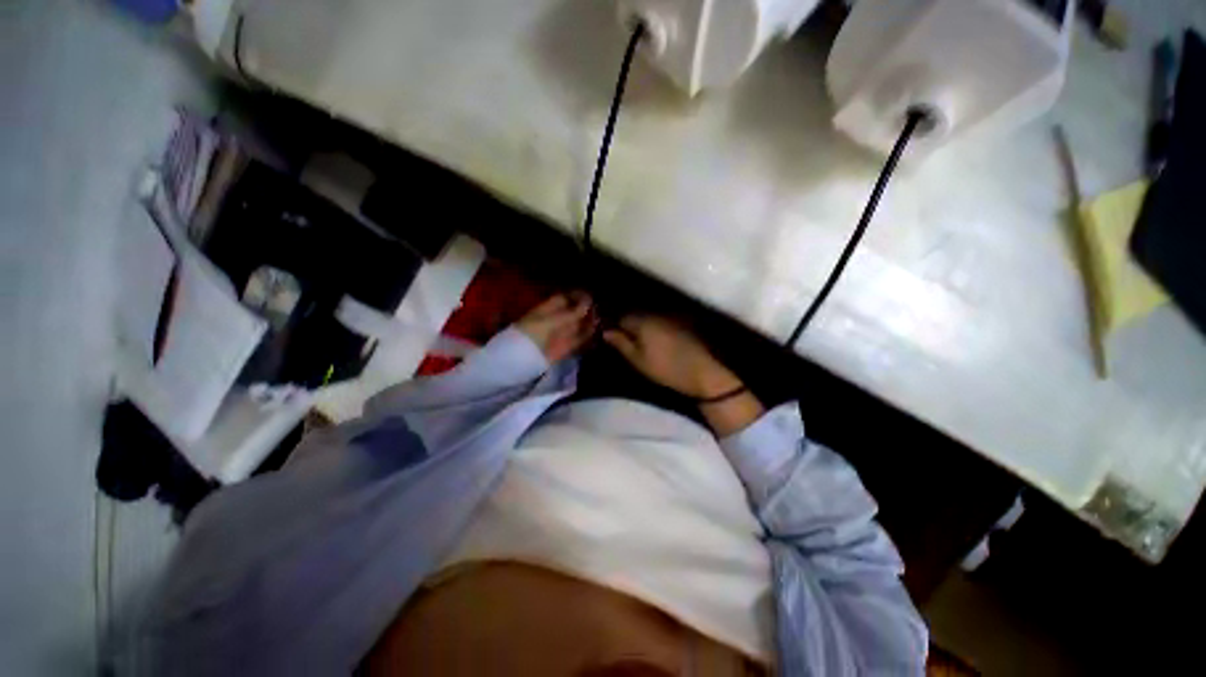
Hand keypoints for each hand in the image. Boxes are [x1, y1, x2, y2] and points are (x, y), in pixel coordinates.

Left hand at [516, 293, 597, 362]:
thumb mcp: (551, 320)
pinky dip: (588, 337)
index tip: (590, 297)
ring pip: (579, 326)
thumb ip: (571, 313)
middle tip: (599, 310)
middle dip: (586, 310)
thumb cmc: (532, 334)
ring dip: (589, 324)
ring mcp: (561, 334)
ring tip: (600, 321)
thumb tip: (588, 301)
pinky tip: (597, 333)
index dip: (577, 297)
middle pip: (574, 312)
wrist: (520, 359)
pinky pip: (579, 340)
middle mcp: (556, 320)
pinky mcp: (565, 348)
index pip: (565, 299)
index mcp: (548, 309)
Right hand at [602, 314, 741, 398]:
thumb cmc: (666, 368)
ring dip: (644, 326)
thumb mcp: (638, 360)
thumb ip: (621, 343)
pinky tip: (659, 341)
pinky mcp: (683, 322)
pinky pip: (663, 321)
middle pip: (637, 314)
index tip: (615, 339)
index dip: (616, 327)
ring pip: (650, 317)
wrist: (702, 372)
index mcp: (643, 321)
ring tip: (643, 343)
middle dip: (630, 324)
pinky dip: (657, 328)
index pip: (622, 317)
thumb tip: (606, 331)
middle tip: (628, 342)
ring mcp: (671, 316)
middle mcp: (656, 313)